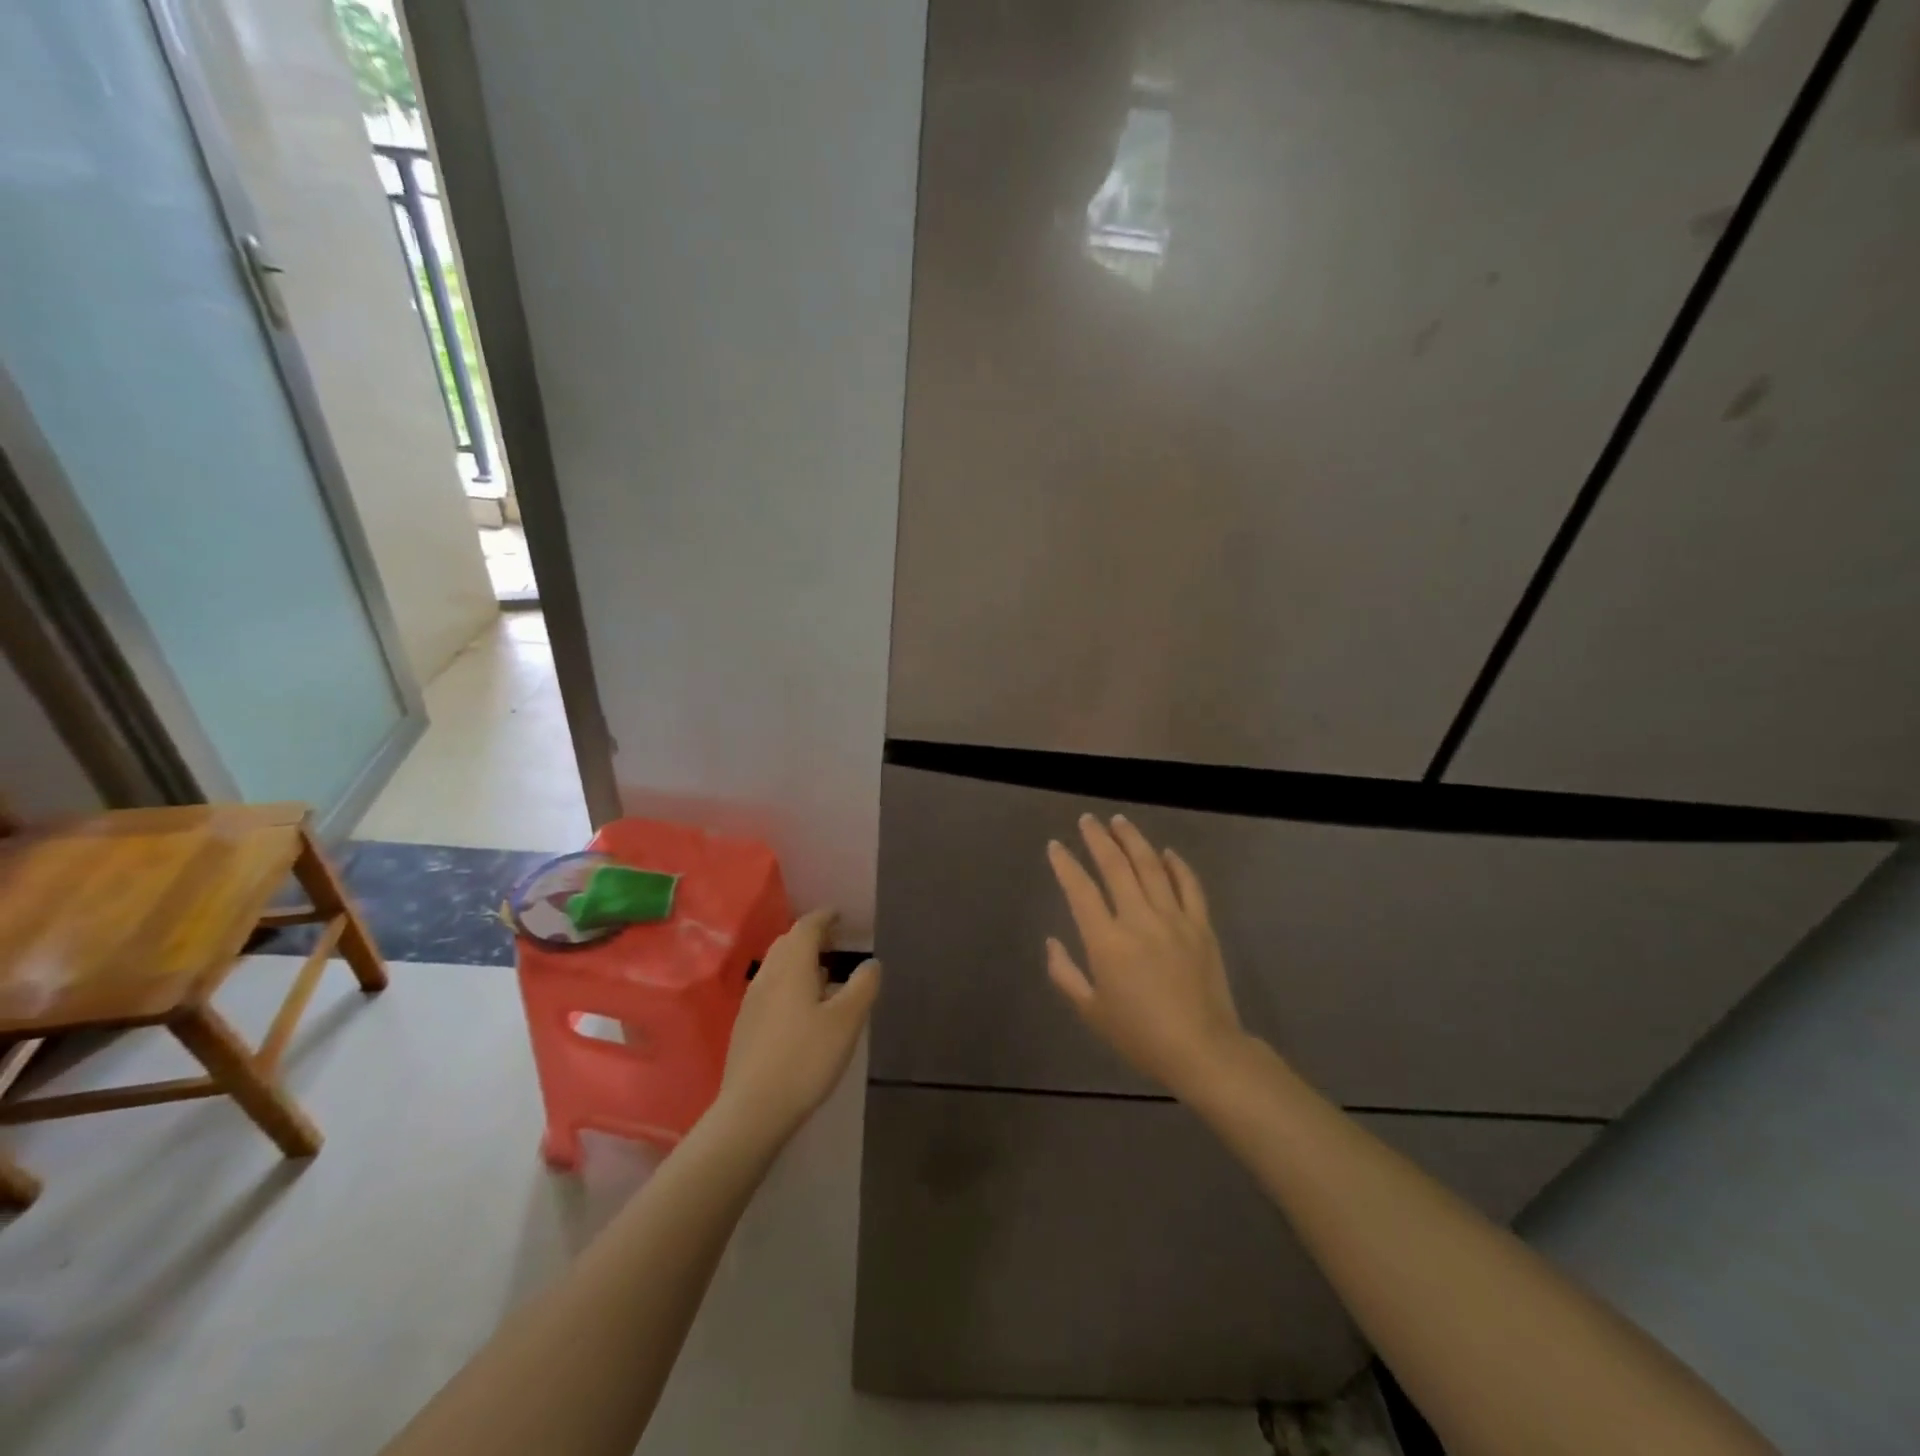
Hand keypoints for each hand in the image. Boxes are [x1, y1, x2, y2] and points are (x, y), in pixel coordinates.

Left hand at [714, 909, 880, 1145]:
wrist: (753, 1109)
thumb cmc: (806, 1058)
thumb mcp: (846, 1021)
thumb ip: (863, 987)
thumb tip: (871, 962)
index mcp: (792, 967)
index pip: (806, 927)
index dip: (824, 917)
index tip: (839, 914)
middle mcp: (768, 976)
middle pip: (787, 943)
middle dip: (811, 936)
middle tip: (835, 940)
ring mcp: (752, 1001)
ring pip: (776, 966)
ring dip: (799, 960)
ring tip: (823, 972)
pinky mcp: (746, 1026)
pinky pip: (770, 988)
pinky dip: (788, 982)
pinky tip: (802, 1007)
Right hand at [1046, 815, 1247, 1100]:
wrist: (1202, 1050)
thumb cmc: (1140, 1036)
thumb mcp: (1091, 1011)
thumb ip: (1065, 974)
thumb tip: (1053, 941)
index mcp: (1107, 942)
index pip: (1081, 890)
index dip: (1065, 864)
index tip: (1056, 846)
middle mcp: (1139, 920)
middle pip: (1116, 866)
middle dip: (1098, 839)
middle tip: (1087, 820)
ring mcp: (1174, 919)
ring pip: (1151, 866)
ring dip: (1133, 840)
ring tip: (1119, 821)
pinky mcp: (1201, 926)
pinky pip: (1189, 885)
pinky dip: (1177, 865)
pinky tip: (1167, 852)